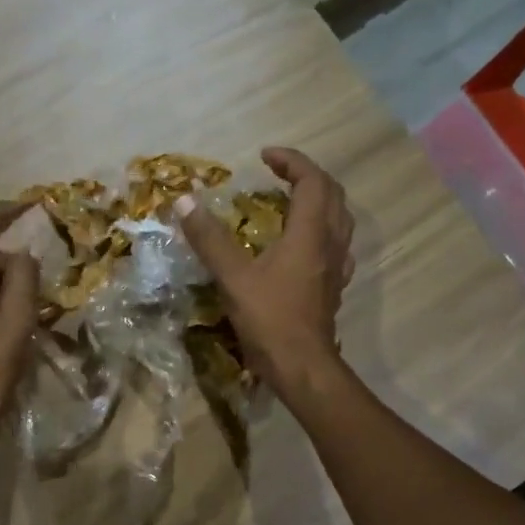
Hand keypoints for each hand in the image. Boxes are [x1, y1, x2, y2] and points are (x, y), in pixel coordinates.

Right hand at [176, 146, 353, 398]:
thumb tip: (184, 201)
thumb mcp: (233, 277)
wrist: (302, 367)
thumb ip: (209, 238)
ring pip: (340, 220)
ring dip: (319, 202)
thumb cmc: (270, 319)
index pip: (311, 180)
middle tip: (277, 174)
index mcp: (310, 233)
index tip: (264, 157)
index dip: (290, 161)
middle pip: (331, 194)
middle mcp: (330, 244)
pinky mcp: (333, 287)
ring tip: (291, 202)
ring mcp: (336, 267)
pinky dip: (321, 232)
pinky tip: (305, 245)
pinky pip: (336, 246)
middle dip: (306, 176)